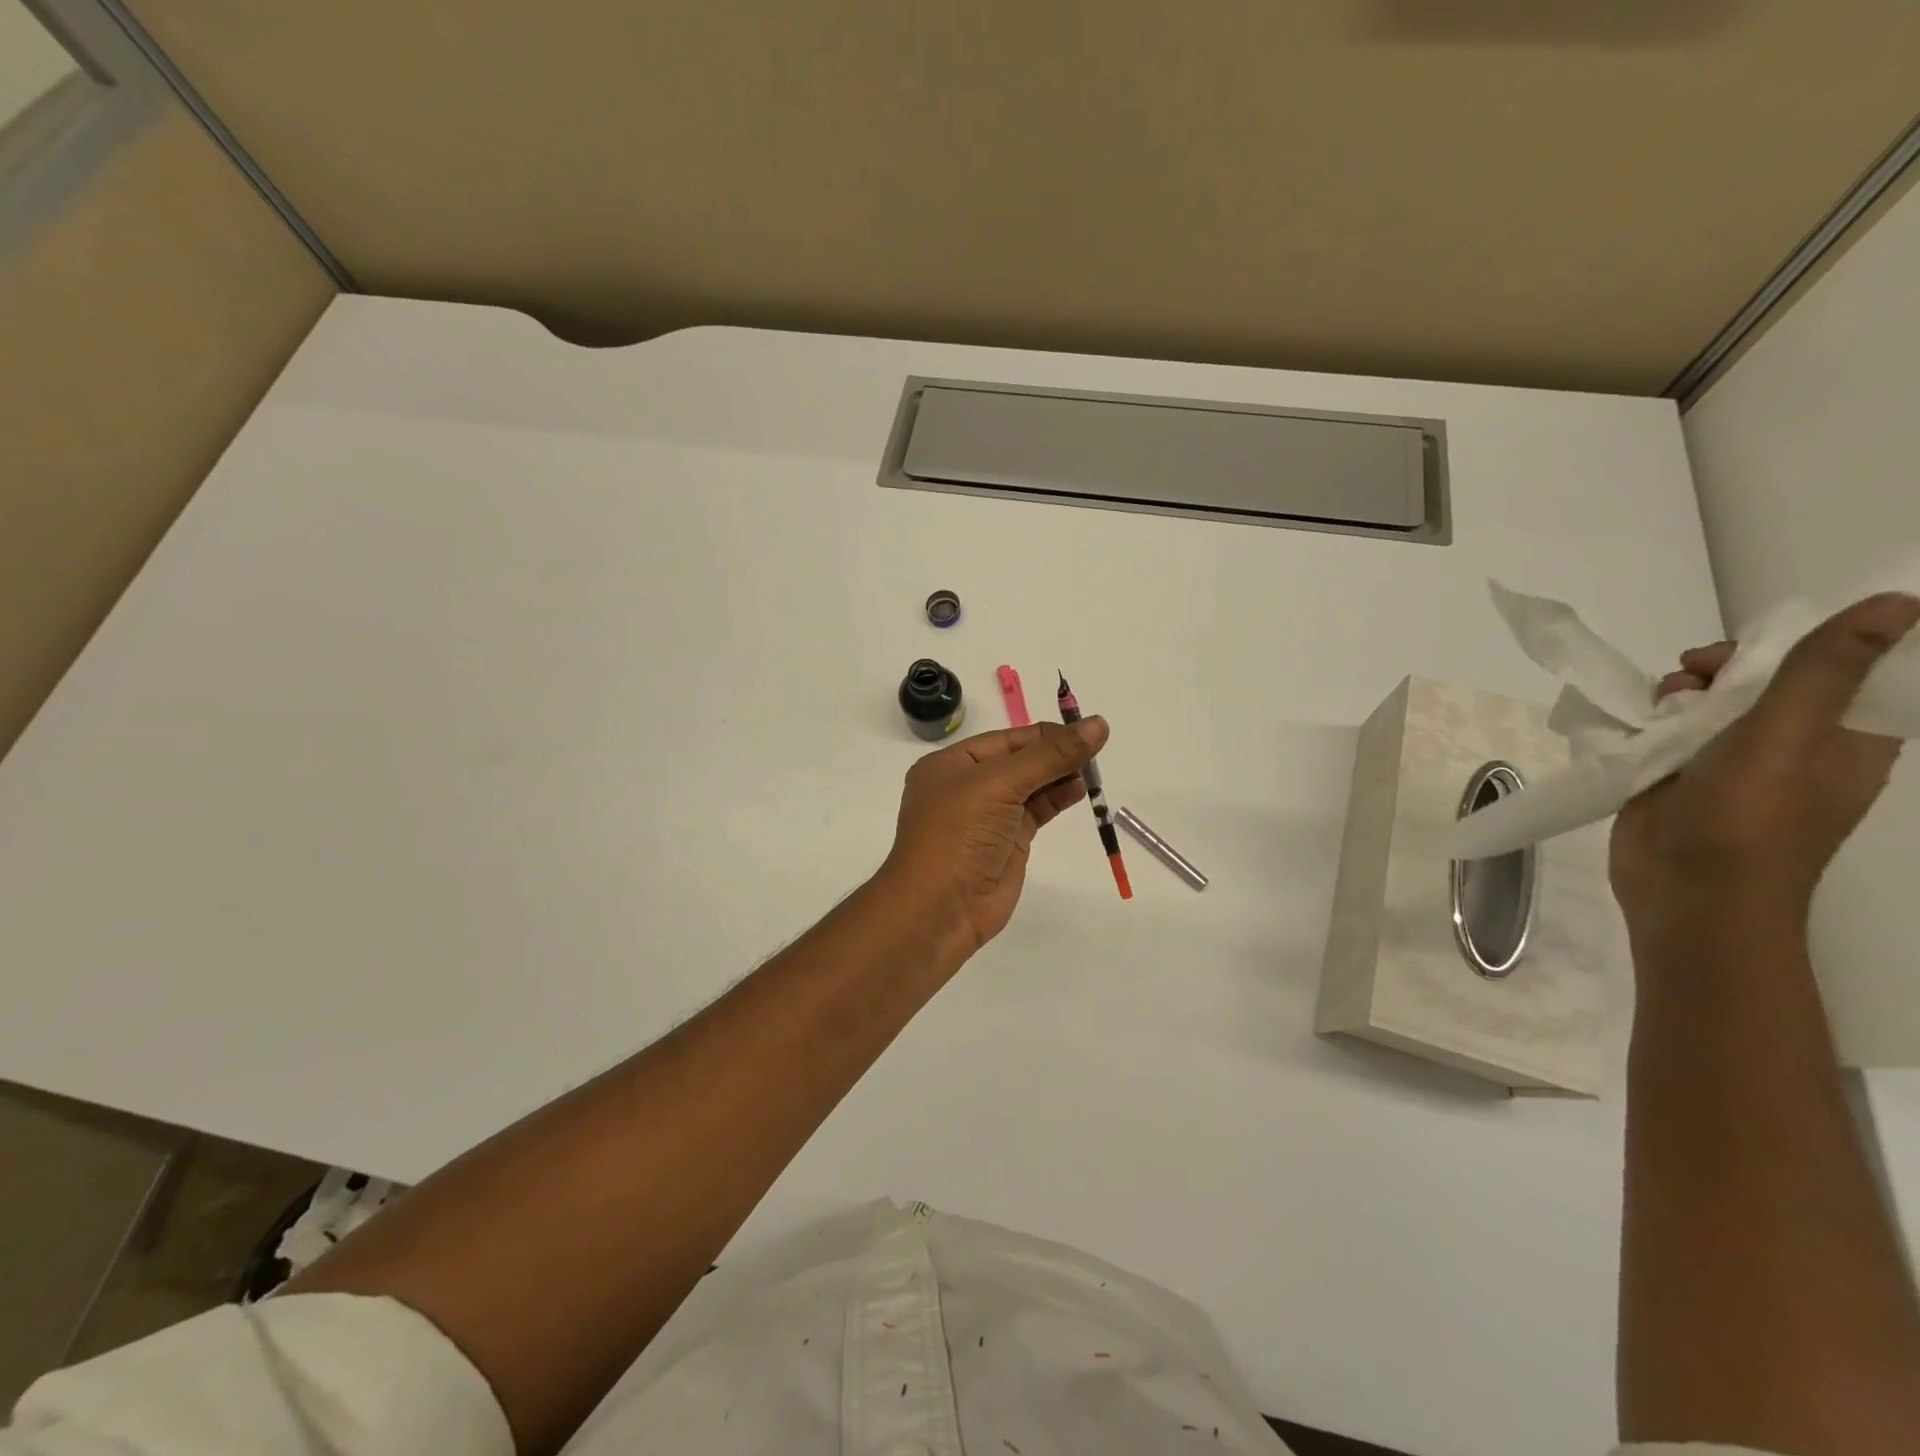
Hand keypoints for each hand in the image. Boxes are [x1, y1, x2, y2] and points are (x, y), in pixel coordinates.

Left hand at [879, 718, 1109, 958]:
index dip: (1044, 734)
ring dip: (1060, 775)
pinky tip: (1080, 790)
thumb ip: (1050, 756)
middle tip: (1095, 749)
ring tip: (1093, 770)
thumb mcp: (1000, 784)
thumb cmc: (959, 834)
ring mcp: (987, 816)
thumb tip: (1098, 725)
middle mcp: (967, 786)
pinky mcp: (1007, 842)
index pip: (1005, 739)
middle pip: (1019, 760)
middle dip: (1054, 754)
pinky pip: (1036, 811)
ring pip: (1030, 786)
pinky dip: (1058, 798)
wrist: (940, 908)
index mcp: (950, 764)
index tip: (1084, 730)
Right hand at [1610, 592, 1918, 944]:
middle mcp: (1792, 746)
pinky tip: (1637, 723)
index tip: (1753, 648)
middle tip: (1692, 675)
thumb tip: (1894, 602)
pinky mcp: (1677, 775)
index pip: (1841, 671)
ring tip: (1659, 705)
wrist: (1686, 895)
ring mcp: (1730, 763)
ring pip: (1709, 702)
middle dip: (1725, 667)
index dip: (1801, 646)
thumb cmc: (1748, 823)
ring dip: (1682, 692)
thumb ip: (1822, 672)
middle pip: (1764, 680)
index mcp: (1844, 740)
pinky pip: (1668, 730)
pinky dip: (1651, 719)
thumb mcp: (1784, 739)